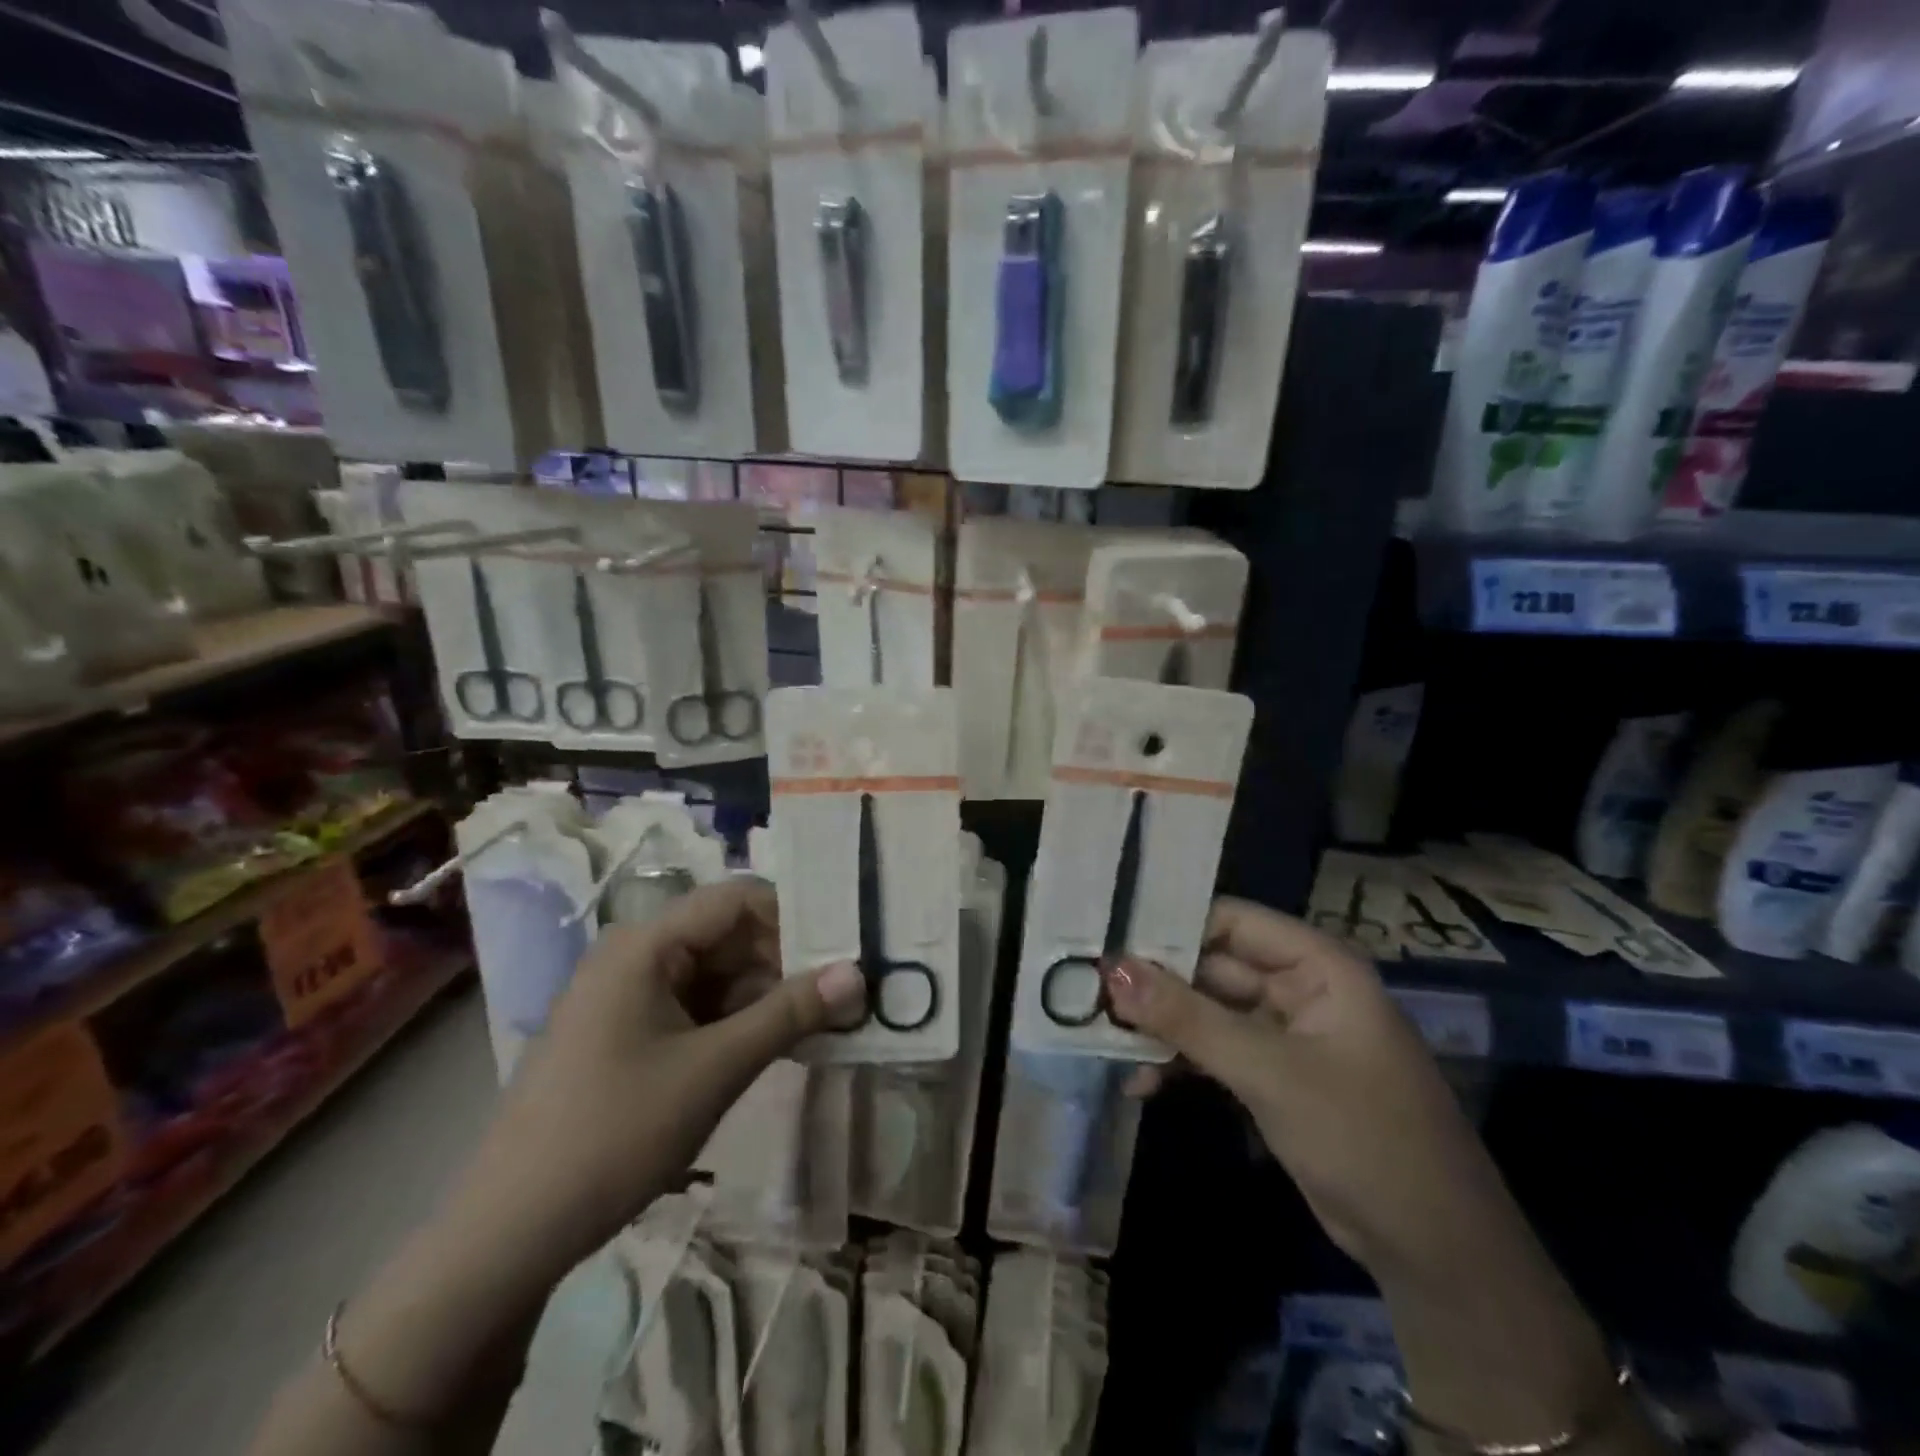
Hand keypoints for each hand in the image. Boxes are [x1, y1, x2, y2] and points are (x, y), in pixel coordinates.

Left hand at [447, 878, 862, 1283]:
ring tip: (817, 1025)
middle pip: (728, 934)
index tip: (843, 950)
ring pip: (716, 973)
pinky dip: (736, 1021)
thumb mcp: (715, 1069)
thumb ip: (789, 1014)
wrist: (509, 1232)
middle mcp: (635, 955)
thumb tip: (858, 973)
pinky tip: (771, 1047)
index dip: (794, 917)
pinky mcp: (627, 1031)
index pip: (737, 899)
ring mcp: (628, 994)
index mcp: (646, 944)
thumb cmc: (615, 1133)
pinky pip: (695, 1006)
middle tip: (841, 995)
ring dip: (765, 995)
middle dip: (785, 962)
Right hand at [1105, 897, 1516, 1282]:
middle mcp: (1299, 989)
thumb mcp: (1269, 1071)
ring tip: (1102, 1032)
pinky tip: (1139, 1080)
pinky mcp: (1273, 1077)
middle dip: (1156, 981)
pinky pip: (1215, 1052)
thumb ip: (1187, 1018)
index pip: (1230, 920)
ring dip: (1162, 1025)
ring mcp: (1285, 1036)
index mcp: (1317, 965)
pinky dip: (1181, 1063)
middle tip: (1088, 987)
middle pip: (1213, 966)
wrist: (1434, 1252)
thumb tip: (1112, 969)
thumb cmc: (1363, 1136)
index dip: (1170, 924)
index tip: (1108, 935)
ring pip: (1208, 1011)